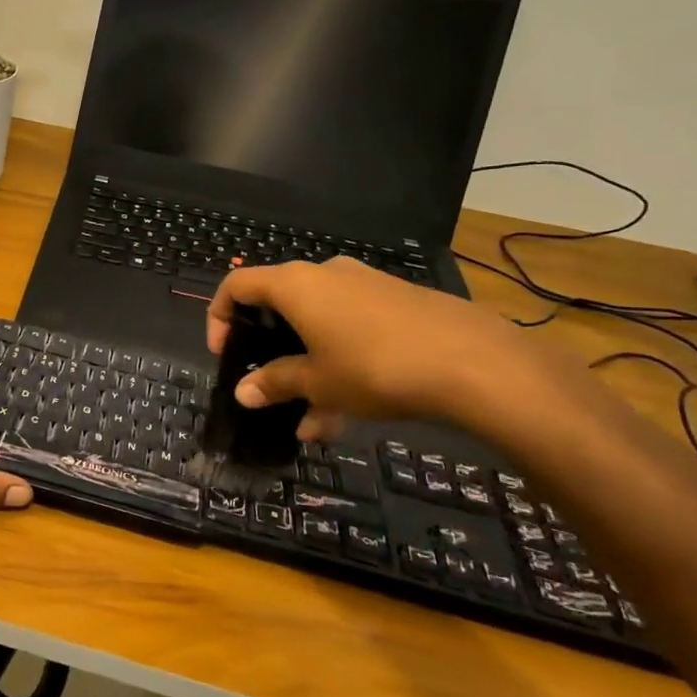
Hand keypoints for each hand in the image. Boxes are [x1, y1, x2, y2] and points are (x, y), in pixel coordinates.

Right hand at [205, 257, 550, 436]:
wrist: (476, 362)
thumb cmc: (375, 366)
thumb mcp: (318, 382)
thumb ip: (275, 383)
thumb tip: (243, 392)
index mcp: (295, 285)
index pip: (238, 285)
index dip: (220, 317)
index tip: (225, 355)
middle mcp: (326, 275)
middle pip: (281, 306)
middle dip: (271, 352)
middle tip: (270, 388)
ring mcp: (366, 287)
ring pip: (320, 325)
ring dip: (310, 369)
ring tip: (314, 422)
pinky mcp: (399, 303)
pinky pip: (353, 329)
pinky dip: (342, 363)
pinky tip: (351, 412)